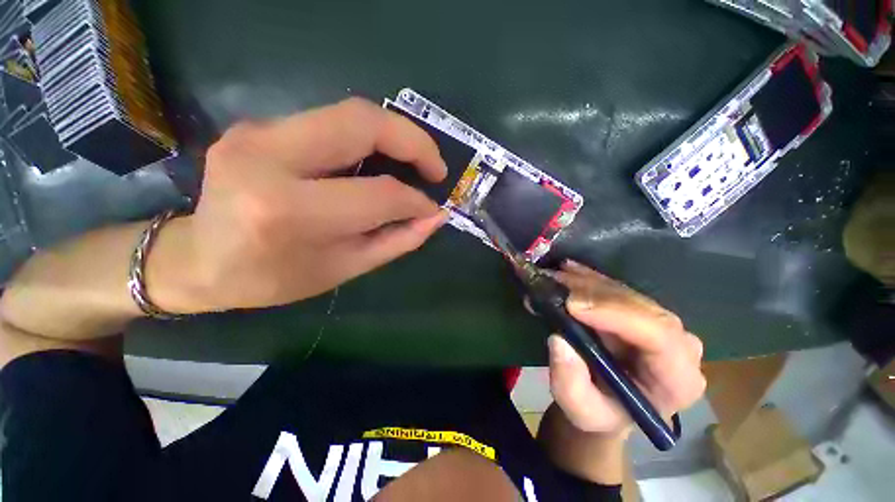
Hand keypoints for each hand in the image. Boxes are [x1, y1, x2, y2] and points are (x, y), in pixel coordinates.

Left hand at [150, 98, 448, 312]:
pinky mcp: (259, 125)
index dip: (415, 200)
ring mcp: (258, 132)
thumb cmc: (273, 277)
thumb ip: (397, 240)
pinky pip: (330, 122)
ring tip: (415, 161)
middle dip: (414, 141)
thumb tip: (435, 217)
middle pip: (363, 122)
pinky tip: (379, 159)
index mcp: (291, 210)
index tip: (433, 207)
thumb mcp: (345, 268)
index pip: (378, 193)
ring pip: (349, 113)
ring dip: (394, 135)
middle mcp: (269, 158)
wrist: (198, 260)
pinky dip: (367, 138)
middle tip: (436, 167)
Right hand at [546, 261, 705, 435]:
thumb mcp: (581, 412)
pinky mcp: (639, 309)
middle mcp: (677, 344)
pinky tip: (567, 269)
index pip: (659, 336)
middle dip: (593, 293)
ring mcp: (659, 322)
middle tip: (554, 284)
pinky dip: (587, 277)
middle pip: (640, 306)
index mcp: (677, 379)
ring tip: (552, 277)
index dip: (616, 314)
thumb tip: (559, 341)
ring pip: (624, 291)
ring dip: (584, 282)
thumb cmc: (600, 412)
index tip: (572, 306)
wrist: (608, 402)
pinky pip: (614, 286)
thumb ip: (570, 385)